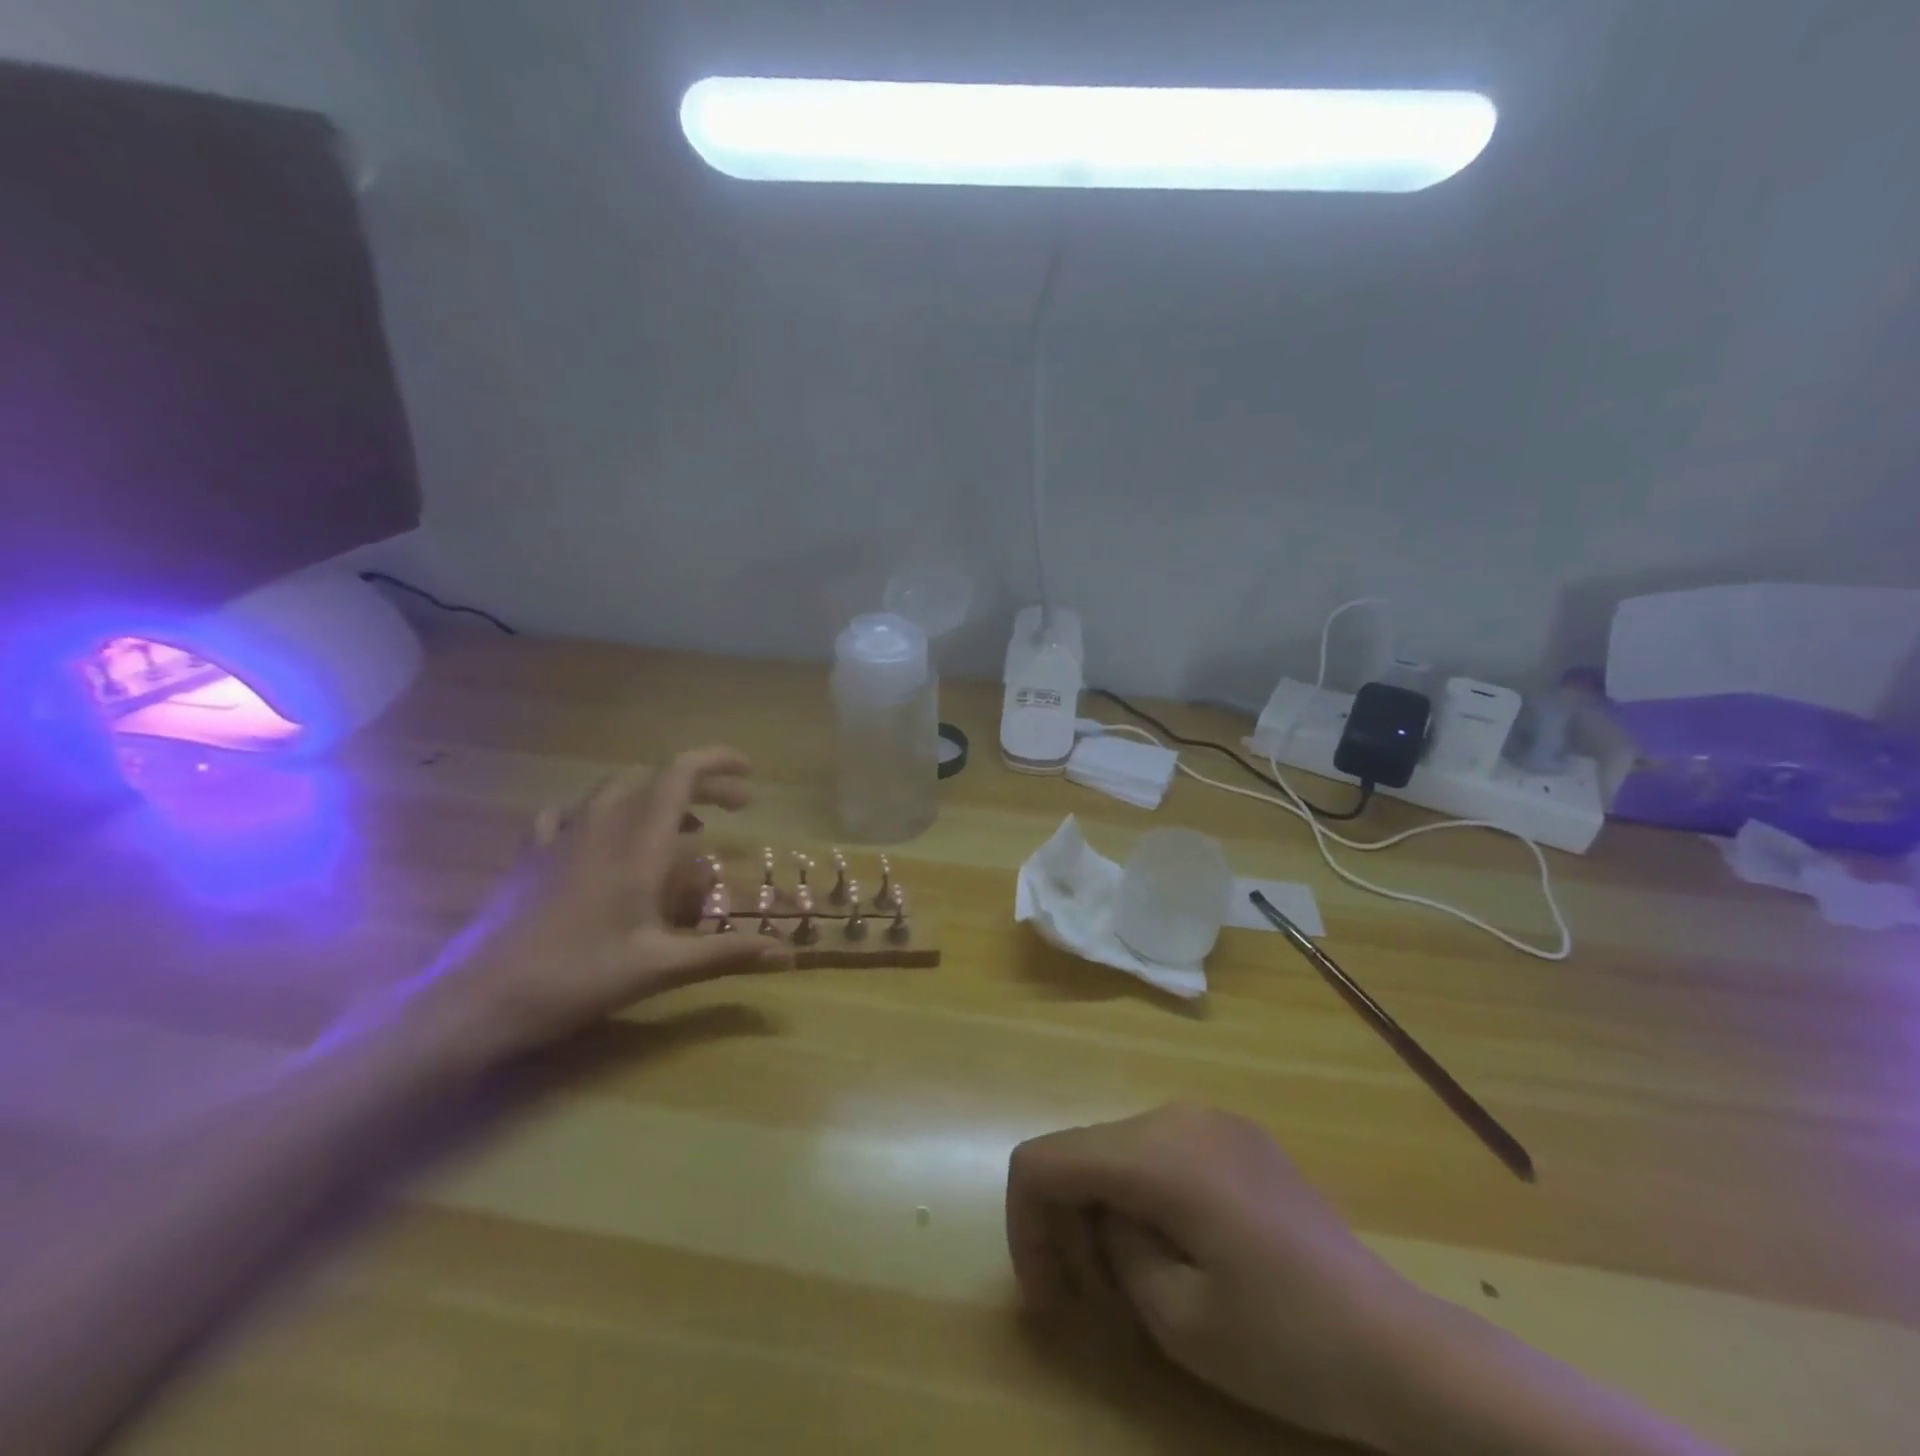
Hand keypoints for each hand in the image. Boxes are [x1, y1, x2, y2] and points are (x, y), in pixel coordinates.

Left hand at [392, 746, 790, 1071]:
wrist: (478, 999)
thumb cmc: (577, 977)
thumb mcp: (660, 967)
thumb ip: (725, 953)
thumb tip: (789, 954)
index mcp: (636, 843)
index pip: (679, 775)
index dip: (717, 762)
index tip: (750, 773)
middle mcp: (600, 826)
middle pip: (654, 778)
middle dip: (700, 784)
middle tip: (734, 808)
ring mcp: (560, 837)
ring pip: (615, 790)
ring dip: (656, 796)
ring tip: (683, 828)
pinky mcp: (531, 856)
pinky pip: (571, 813)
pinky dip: (603, 813)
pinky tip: (604, 838)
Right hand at [1006, 1103, 1422, 1448]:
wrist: (1398, 1345)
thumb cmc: (1285, 1342)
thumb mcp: (1176, 1316)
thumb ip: (1115, 1248)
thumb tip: (1107, 1216)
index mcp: (1158, 1152)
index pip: (1046, 1160)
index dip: (1025, 1224)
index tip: (1047, 1297)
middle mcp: (1178, 1115)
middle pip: (1082, 1151)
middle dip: (1065, 1221)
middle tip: (1089, 1301)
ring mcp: (1211, 1119)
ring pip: (1118, 1149)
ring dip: (1103, 1207)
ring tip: (1133, 1278)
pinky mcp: (1236, 1137)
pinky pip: (1159, 1151)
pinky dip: (1141, 1194)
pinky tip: (1173, 1247)